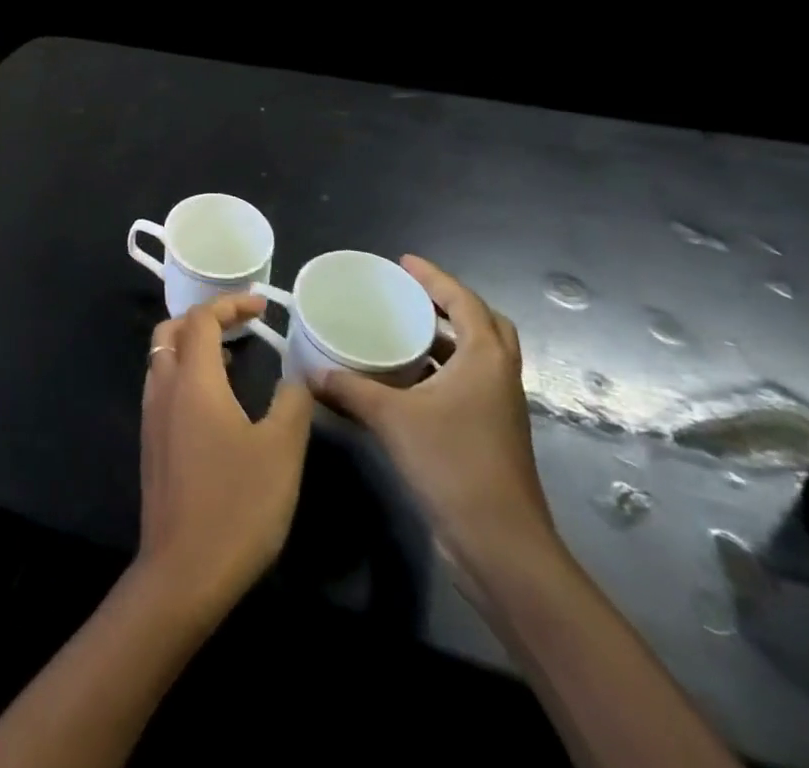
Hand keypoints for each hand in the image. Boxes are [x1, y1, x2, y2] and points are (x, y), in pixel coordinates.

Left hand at [135, 294, 313, 621]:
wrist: (183, 571)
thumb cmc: (237, 504)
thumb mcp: (281, 452)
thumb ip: (292, 404)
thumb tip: (296, 376)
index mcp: (193, 379)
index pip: (202, 319)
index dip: (230, 304)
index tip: (262, 305)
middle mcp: (164, 387)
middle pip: (171, 330)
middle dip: (203, 318)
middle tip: (241, 325)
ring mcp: (151, 415)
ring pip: (162, 357)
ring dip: (191, 345)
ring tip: (231, 357)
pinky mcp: (150, 442)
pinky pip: (162, 385)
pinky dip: (184, 372)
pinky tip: (214, 400)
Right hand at [315, 256, 556, 578]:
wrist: (500, 544)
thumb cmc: (452, 463)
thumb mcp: (391, 418)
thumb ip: (349, 390)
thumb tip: (308, 372)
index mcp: (485, 360)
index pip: (464, 302)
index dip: (435, 278)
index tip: (404, 263)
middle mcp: (498, 377)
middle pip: (484, 325)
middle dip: (450, 305)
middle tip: (411, 295)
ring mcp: (498, 409)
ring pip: (476, 358)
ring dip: (445, 339)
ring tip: (402, 330)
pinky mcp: (489, 435)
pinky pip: (465, 385)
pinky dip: (439, 372)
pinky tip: (403, 381)